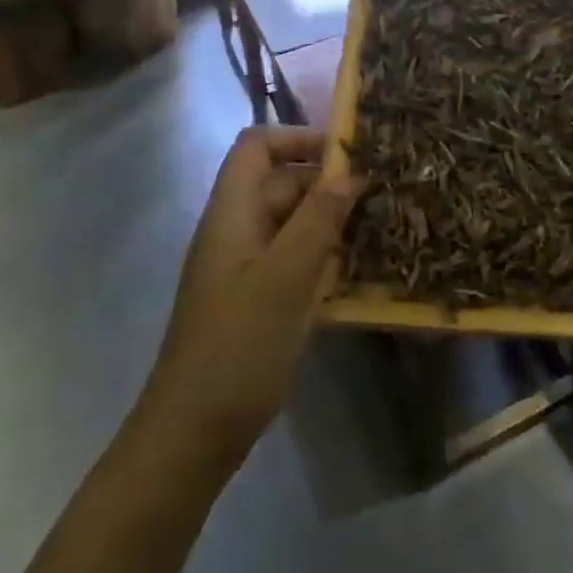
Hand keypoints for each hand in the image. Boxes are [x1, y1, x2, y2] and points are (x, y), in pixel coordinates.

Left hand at [142, 126, 362, 474]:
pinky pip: (293, 258)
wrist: (193, 434)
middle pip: (280, 182)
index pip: (257, 146)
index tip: (345, 154)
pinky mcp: (256, 298)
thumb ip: (318, 219)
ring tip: (378, 226)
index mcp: (232, 212)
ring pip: (291, 222)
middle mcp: (237, 230)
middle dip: (326, 182)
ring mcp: (245, 266)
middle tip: (379, 193)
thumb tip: (348, 172)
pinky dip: (323, 255)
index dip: (297, 138)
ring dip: (330, 220)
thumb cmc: (237, 346)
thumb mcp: (285, 277)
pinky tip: (357, 269)